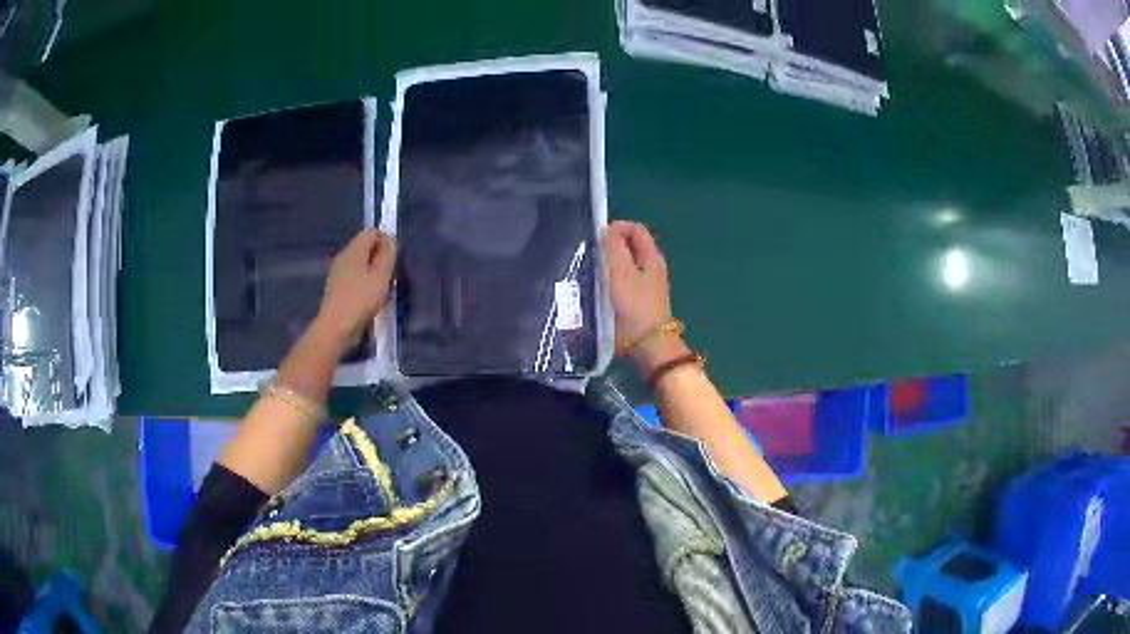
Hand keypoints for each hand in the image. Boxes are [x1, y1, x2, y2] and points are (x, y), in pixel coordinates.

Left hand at [312, 228, 396, 349]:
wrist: (335, 327)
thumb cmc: (361, 299)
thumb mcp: (381, 276)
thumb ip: (387, 255)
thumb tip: (389, 241)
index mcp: (354, 249)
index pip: (371, 231)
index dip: (385, 240)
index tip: (393, 259)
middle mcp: (343, 256)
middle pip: (364, 247)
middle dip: (378, 257)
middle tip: (388, 276)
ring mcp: (337, 272)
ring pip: (358, 263)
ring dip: (371, 271)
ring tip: (379, 289)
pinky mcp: (335, 288)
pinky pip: (353, 277)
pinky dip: (362, 283)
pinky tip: (367, 298)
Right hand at [603, 221, 684, 372]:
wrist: (647, 345)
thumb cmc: (634, 305)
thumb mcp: (621, 272)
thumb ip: (614, 247)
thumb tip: (607, 230)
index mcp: (652, 257)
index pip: (635, 229)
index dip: (617, 227)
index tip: (597, 237)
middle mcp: (651, 267)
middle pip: (630, 246)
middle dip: (610, 245)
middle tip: (590, 254)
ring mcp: (646, 285)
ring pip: (625, 264)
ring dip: (608, 264)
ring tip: (589, 270)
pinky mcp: (637, 300)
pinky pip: (621, 281)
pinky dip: (609, 280)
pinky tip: (596, 288)